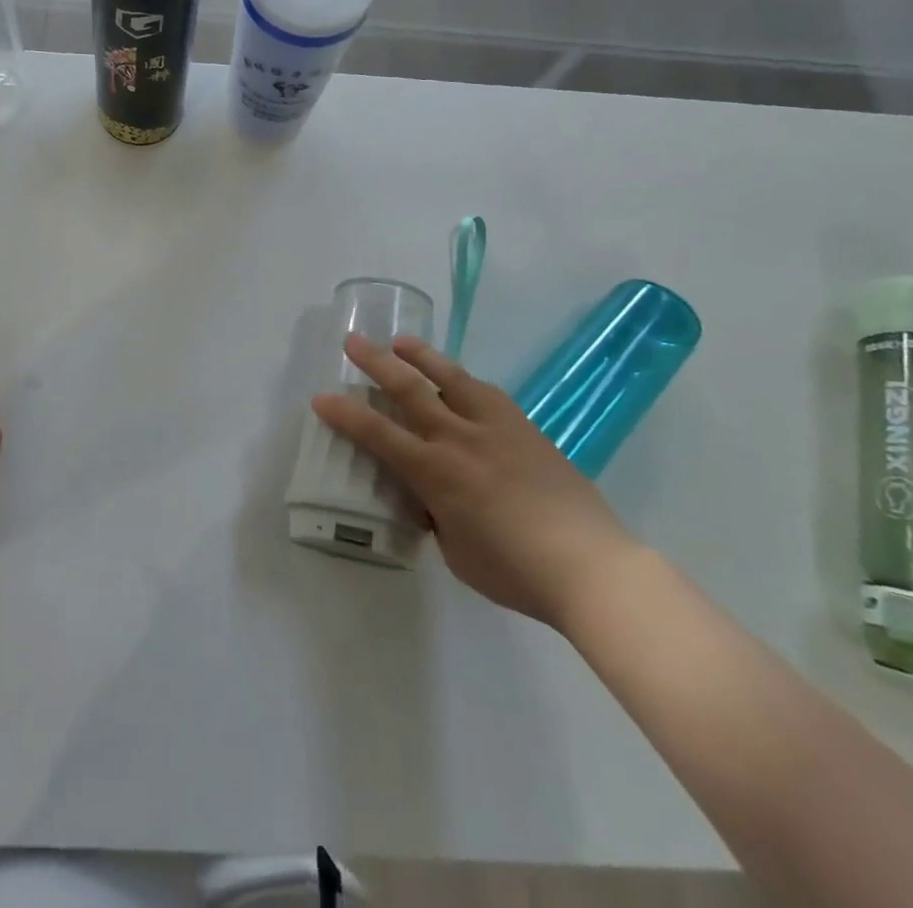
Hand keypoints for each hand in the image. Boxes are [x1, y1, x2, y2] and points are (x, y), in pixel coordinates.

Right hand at [311, 335, 636, 629]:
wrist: (591, 566)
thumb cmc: (515, 571)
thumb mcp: (456, 552)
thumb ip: (436, 516)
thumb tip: (430, 498)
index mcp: (437, 472)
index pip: (378, 434)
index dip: (345, 414)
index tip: (321, 398)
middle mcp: (460, 438)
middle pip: (409, 388)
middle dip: (375, 362)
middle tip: (352, 341)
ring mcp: (496, 427)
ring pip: (451, 377)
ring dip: (421, 355)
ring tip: (401, 341)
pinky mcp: (524, 427)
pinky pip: (486, 393)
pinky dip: (462, 380)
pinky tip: (458, 379)